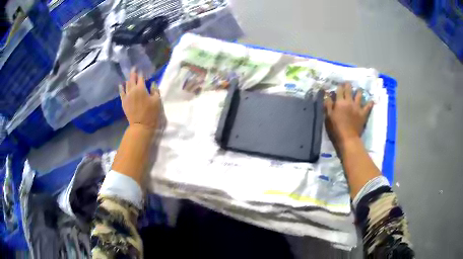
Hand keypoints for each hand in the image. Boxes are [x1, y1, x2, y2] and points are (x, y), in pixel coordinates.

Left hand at [119, 68, 160, 129]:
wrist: (140, 126)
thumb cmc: (151, 113)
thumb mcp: (157, 101)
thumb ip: (155, 90)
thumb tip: (152, 83)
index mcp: (141, 88)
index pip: (141, 77)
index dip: (141, 73)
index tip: (142, 69)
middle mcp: (132, 90)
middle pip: (132, 79)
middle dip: (133, 73)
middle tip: (134, 68)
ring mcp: (127, 96)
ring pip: (126, 85)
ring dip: (128, 79)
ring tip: (129, 75)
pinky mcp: (124, 102)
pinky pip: (121, 92)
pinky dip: (121, 88)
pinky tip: (121, 84)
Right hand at [324, 83, 372, 146]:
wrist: (348, 138)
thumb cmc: (336, 128)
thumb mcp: (328, 116)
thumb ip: (328, 105)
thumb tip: (327, 95)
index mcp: (340, 102)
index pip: (339, 90)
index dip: (339, 86)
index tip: (339, 84)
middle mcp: (349, 102)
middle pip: (349, 90)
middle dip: (348, 85)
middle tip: (348, 83)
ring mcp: (357, 107)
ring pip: (359, 96)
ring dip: (359, 91)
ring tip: (359, 89)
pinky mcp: (363, 113)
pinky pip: (368, 107)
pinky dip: (369, 103)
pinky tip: (371, 101)